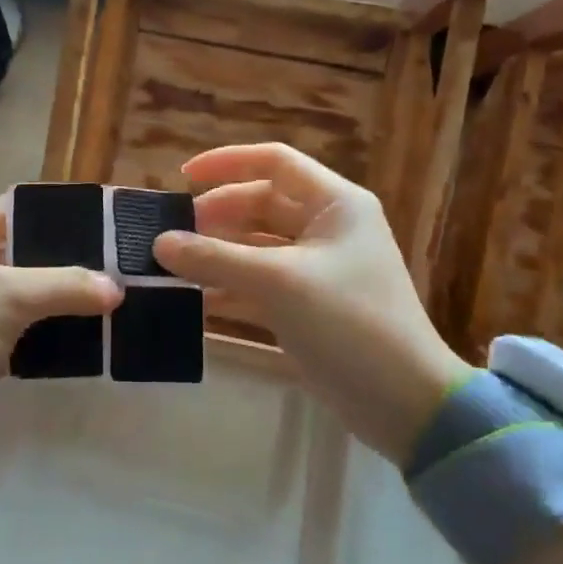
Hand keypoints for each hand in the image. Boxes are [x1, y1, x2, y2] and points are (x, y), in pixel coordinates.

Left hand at [0, 196, 120, 484]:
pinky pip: (28, 328)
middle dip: (77, 260)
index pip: (23, 208)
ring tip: (124, 298)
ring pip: (33, 293)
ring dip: (70, 299)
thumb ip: (63, 285)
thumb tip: (116, 287)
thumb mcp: (3, 297)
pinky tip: (97, 334)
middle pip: (32, 251)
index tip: (116, 221)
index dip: (68, 213)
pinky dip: (56, 330)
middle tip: (129, 265)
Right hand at [154, 144, 473, 467]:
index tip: (183, 178)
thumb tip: (159, 243)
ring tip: (171, 267)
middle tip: (172, 236)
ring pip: (255, 247)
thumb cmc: (349, 322)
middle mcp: (325, 227)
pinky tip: (192, 301)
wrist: (403, 401)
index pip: (274, 162)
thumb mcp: (280, 283)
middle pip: (259, 205)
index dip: (227, 163)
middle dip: (215, 216)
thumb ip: (216, 259)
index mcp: (334, 203)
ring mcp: (315, 268)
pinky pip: (258, 284)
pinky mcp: (305, 305)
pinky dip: (227, 288)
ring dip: (216, 255)